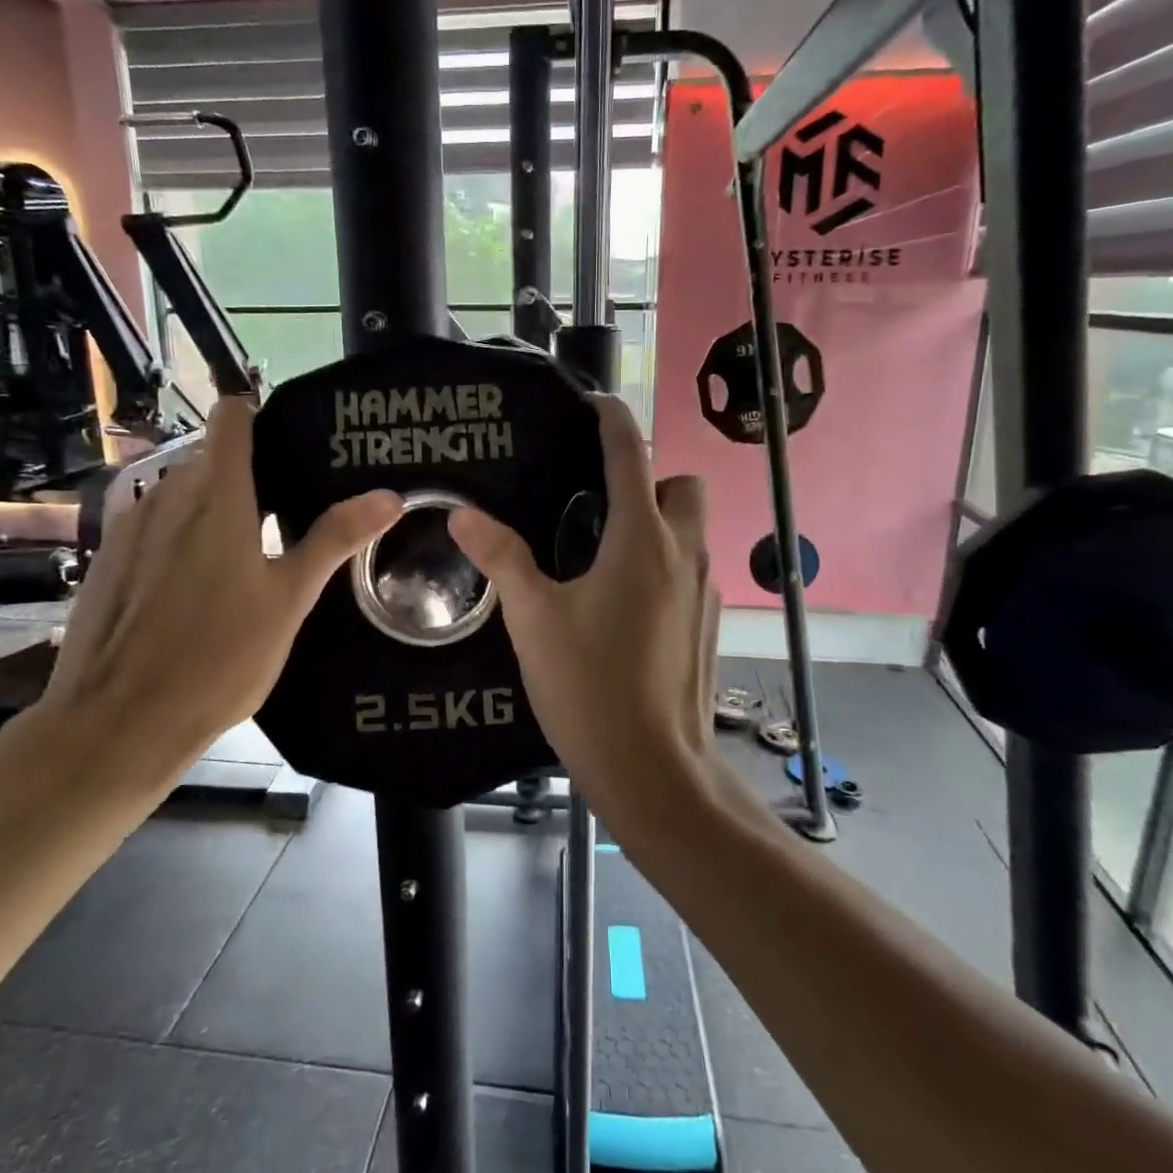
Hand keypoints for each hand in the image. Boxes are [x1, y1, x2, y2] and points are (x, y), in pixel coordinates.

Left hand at [35, 398, 400, 791]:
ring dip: (213, 506)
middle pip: (211, 459)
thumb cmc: (218, 659)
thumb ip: (334, 539)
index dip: (258, 414)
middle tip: (290, 509)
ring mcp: (130, 528)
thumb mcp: (289, 600)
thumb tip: (388, 494)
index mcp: (218, 498)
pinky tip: (196, 586)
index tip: (291, 436)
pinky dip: (180, 536)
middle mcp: (167, 497)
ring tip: (249, 549)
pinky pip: (153, 526)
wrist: (117, 724)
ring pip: (180, 494)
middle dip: (248, 472)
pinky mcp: (107, 560)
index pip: (232, 419)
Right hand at [450, 398, 721, 823]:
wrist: (653, 769)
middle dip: (651, 479)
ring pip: (694, 528)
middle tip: (600, 506)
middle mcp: (685, 552)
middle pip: (683, 485)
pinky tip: (626, 602)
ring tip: (606, 553)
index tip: (591, 404)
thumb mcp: (534, 619)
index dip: (612, 419)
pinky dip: (668, 561)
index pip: (631, 453)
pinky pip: (694, 568)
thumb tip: (462, 514)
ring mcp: (705, 589)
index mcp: (642, 539)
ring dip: (661, 521)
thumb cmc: (589, 687)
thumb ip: (501, 558)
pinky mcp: (709, 622)